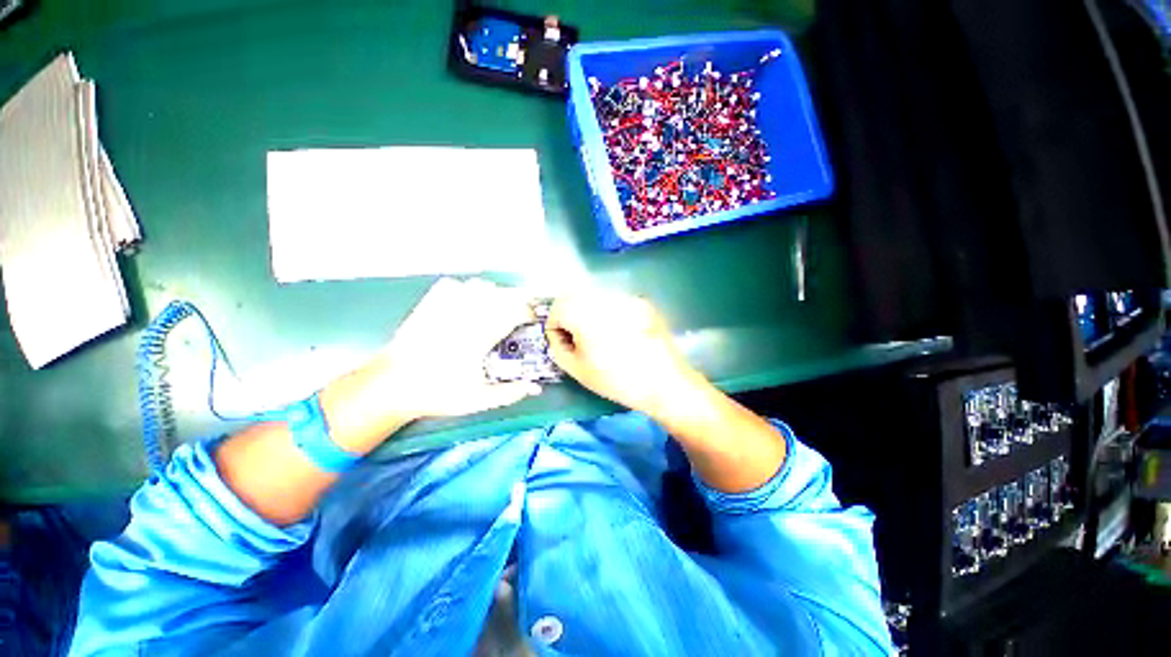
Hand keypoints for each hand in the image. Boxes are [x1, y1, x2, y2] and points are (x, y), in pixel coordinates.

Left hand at [375, 277, 543, 418]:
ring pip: (479, 286)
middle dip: (517, 300)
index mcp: (479, 338)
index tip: (533, 319)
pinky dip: (467, 289)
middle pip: (501, 294)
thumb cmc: (436, 393)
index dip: (528, 312)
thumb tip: (534, 388)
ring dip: (494, 294)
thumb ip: (508, 393)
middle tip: (520, 312)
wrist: (390, 386)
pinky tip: (468, 301)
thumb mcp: (476, 400)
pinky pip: (454, 284)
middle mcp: (465, 318)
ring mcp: (445, 308)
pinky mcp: (429, 305)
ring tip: (497, 307)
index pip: (513, 314)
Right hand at [544, 292, 707, 416]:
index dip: (554, 325)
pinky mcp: (642, 302)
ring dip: (589, 311)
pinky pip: (616, 301)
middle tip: (576, 337)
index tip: (562, 342)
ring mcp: (626, 298)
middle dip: (569, 315)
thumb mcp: (578, 370)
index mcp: (585, 314)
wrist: (664, 382)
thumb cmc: (617, 380)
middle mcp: (604, 298)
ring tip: (599, 334)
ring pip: (595, 297)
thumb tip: (558, 336)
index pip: (557, 307)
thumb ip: (559, 349)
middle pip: (575, 297)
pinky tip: (620, 332)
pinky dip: (609, 312)